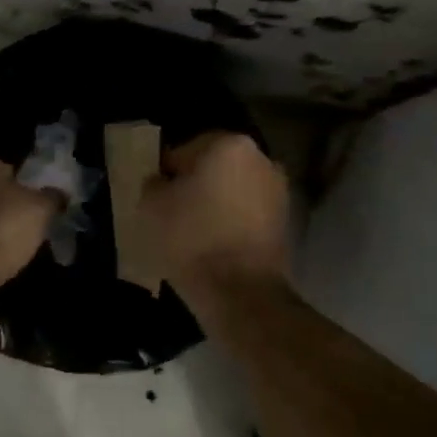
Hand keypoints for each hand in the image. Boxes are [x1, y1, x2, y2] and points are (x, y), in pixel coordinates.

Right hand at [141, 132, 291, 306]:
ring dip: (215, 205)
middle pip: (214, 168)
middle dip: (195, 186)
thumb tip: (162, 182)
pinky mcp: (285, 223)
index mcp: (229, 144)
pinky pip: (247, 215)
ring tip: (192, 233)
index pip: (184, 150)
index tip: (157, 198)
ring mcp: (278, 192)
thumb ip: (153, 183)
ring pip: (233, 191)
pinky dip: (232, 224)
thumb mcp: (151, 206)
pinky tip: (214, 246)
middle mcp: (261, 159)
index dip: (166, 174)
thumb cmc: (192, 238)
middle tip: (172, 213)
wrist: (241, 292)